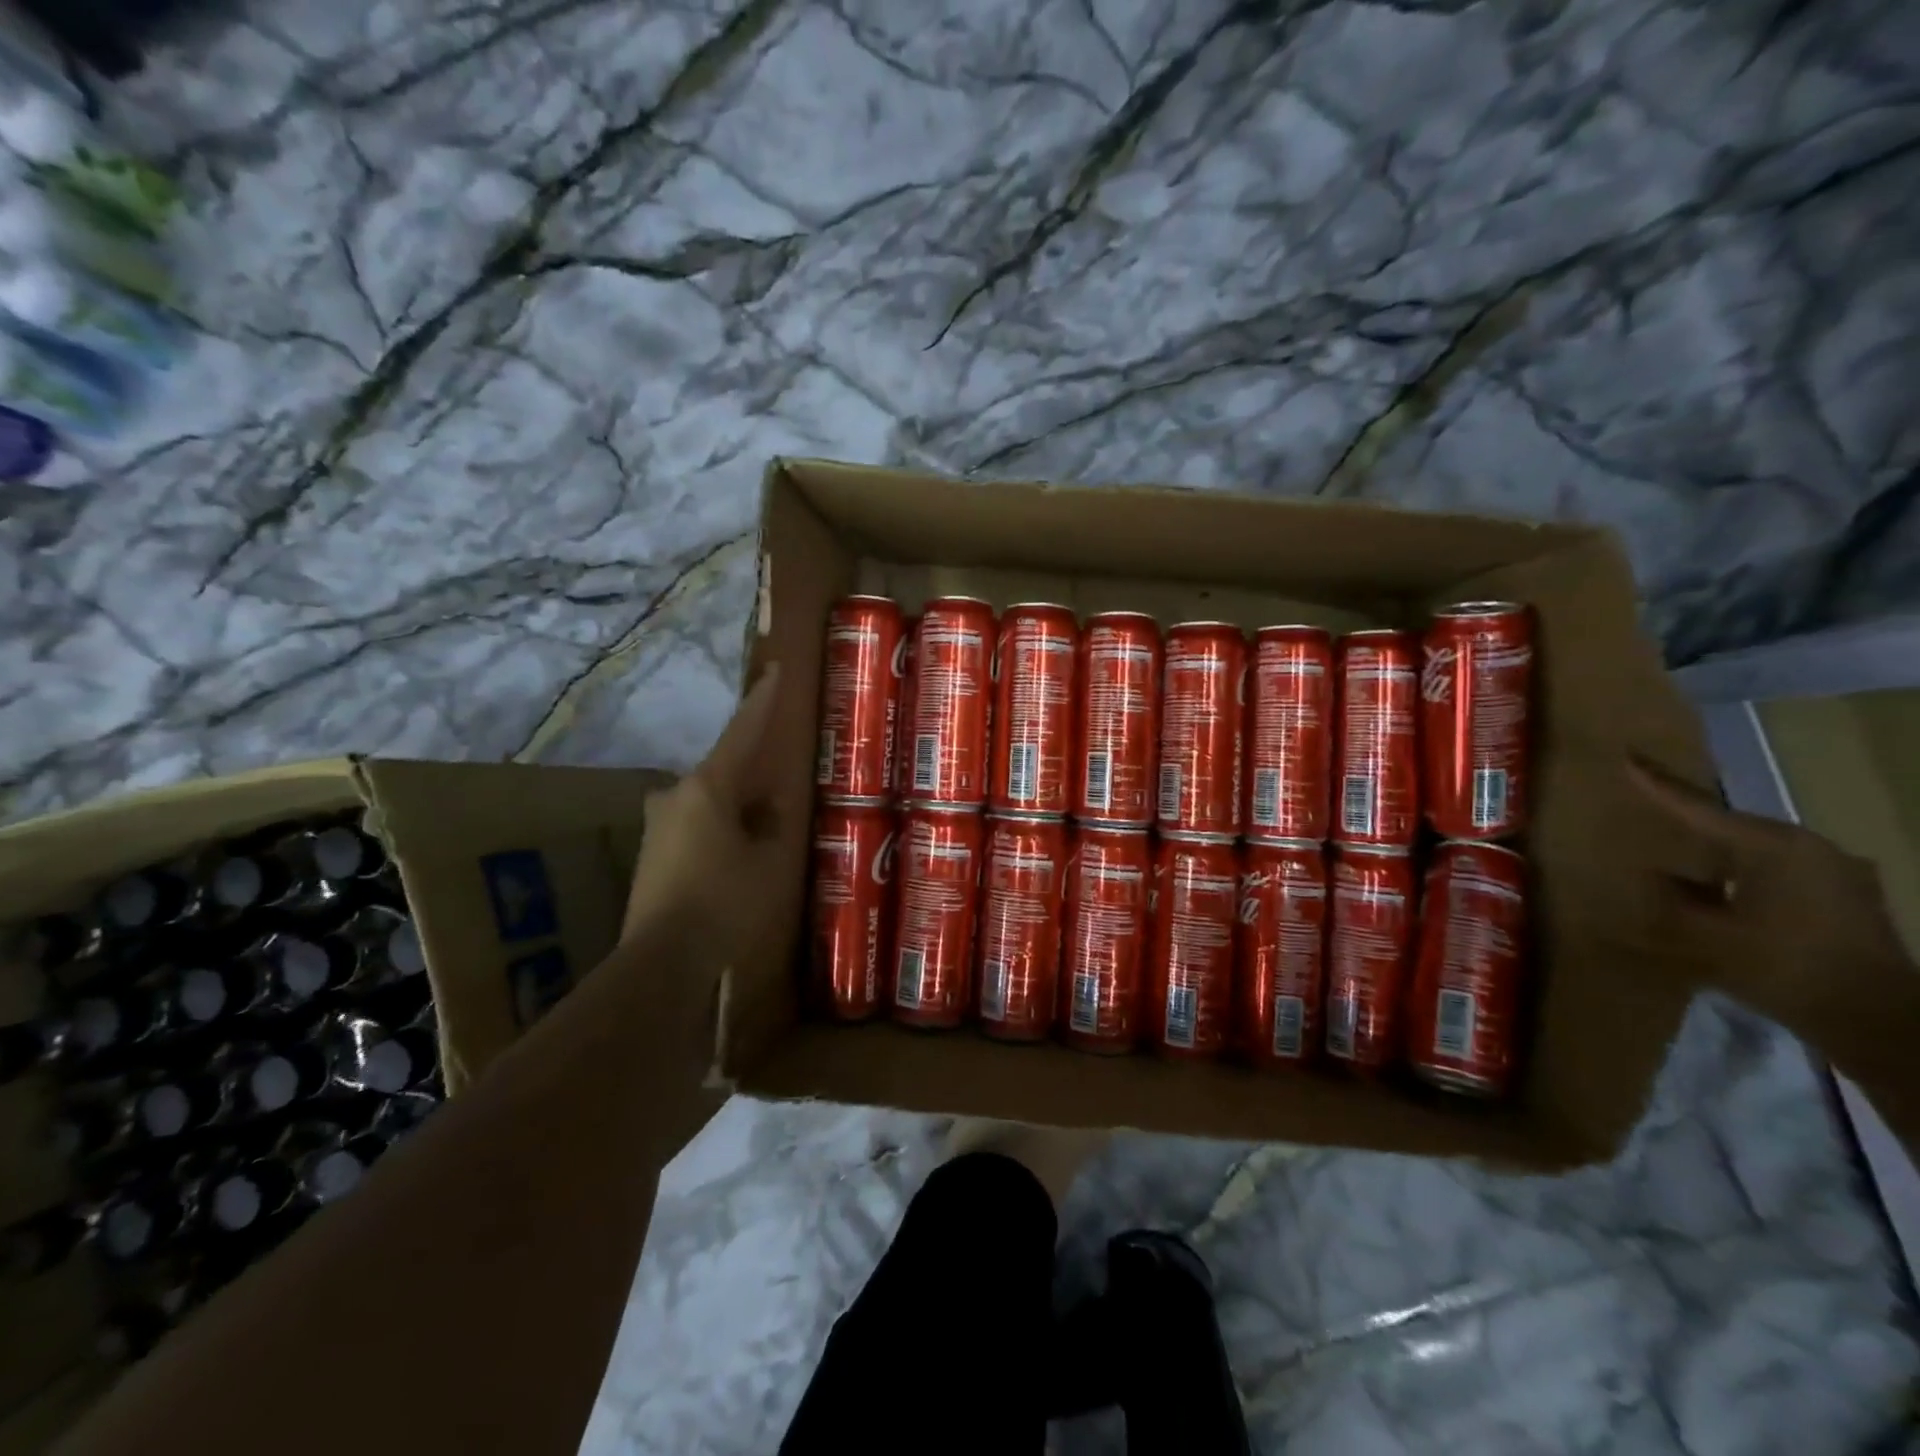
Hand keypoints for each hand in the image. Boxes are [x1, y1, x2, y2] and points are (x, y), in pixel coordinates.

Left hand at [620, 665, 789, 959]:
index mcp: (708, 787)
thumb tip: (770, 810)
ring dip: (735, 811)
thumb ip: (774, 826)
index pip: (743, 732)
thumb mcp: (770, 862)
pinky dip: (718, 831)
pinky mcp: (651, 852)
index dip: (763, 702)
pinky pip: (694, 826)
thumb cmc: (725, 902)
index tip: (775, 670)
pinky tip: (735, 860)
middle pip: (724, 772)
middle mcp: (676, 795)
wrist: (662, 959)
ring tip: (761, 838)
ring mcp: (658, 824)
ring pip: (709, 802)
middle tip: (779, 799)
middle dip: (753, 781)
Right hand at [1628, 757, 1914, 1027]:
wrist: (1880, 1022)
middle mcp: (1812, 849)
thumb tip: (1652, 874)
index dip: (1658, 785)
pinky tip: (1724, 893)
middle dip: (1690, 823)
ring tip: (1682, 862)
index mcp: (1775, 847)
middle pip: (1732, 828)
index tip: (1629, 757)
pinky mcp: (1848, 901)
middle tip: (1650, 813)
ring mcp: (1838, 874)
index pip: (1700, 808)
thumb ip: (1669, 899)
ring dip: (1718, 856)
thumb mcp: (1705, 935)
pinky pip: (1778, 874)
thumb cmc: (1785, 967)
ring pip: (1757, 853)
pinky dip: (1744, 877)